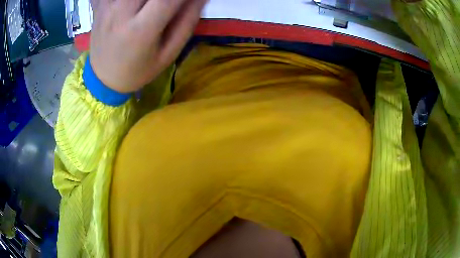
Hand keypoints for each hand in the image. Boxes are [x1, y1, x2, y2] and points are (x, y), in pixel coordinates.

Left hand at [90, 0, 206, 92]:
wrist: (104, 78)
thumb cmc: (138, 69)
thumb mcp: (168, 54)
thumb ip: (187, 22)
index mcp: (141, 29)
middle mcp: (121, 12)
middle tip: (167, 5)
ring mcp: (107, 6)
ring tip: (151, 7)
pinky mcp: (100, 5)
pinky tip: (135, 5)